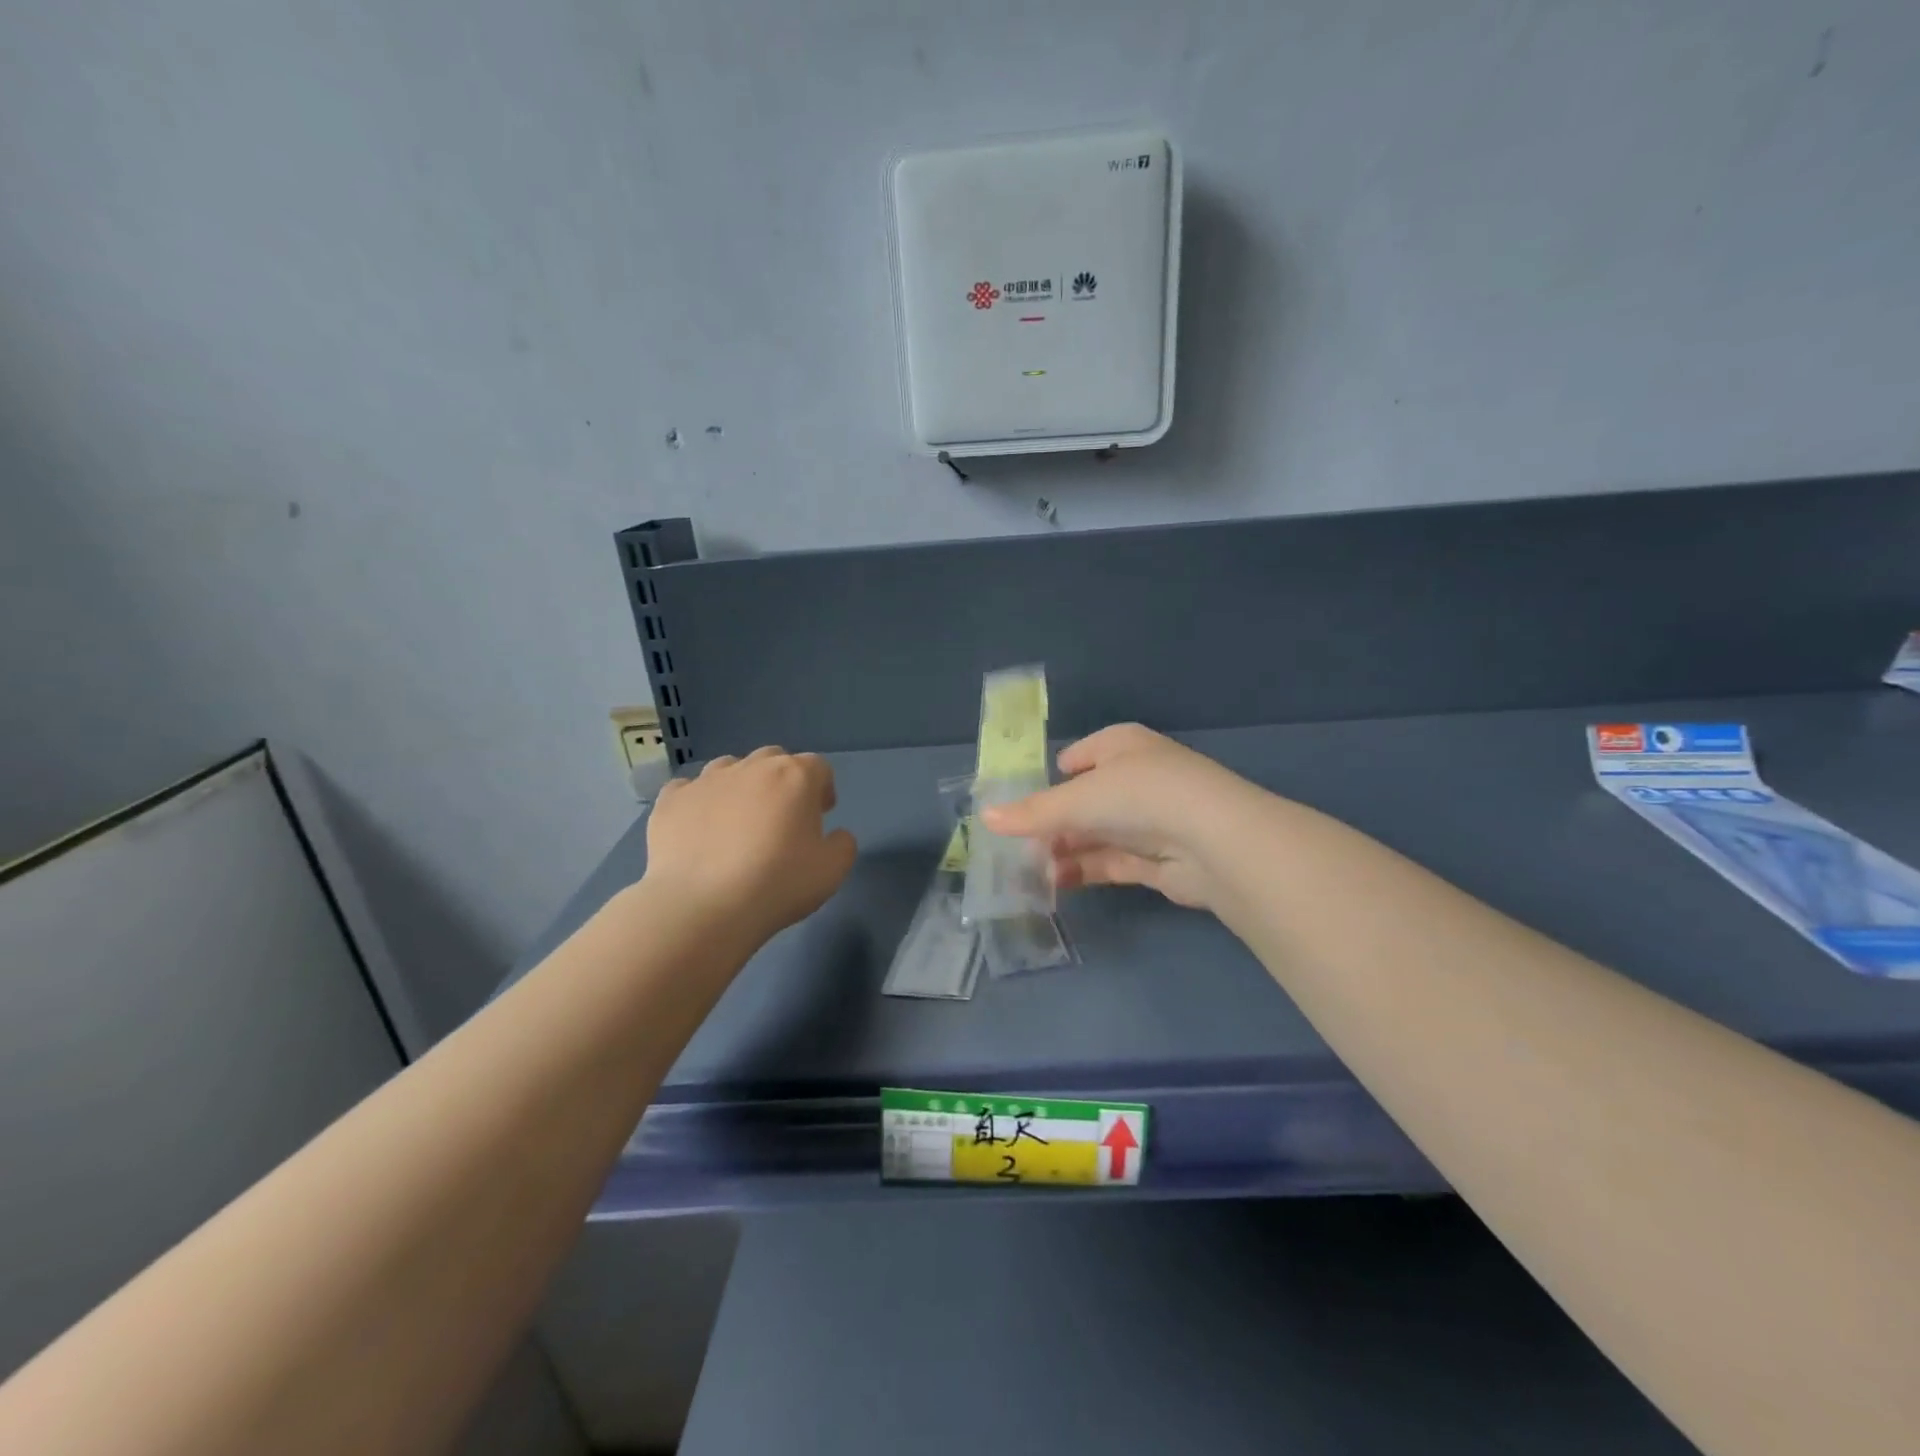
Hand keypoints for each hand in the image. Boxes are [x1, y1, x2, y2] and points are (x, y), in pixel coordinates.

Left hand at [644, 747, 857, 943]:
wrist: (702, 905)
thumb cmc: (777, 883)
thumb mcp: (832, 871)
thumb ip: (842, 845)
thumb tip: (835, 835)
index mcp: (795, 776)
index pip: (818, 767)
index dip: (822, 789)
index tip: (821, 816)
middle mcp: (751, 767)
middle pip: (774, 759)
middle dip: (782, 781)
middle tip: (781, 818)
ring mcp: (707, 780)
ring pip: (730, 768)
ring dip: (740, 786)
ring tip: (737, 822)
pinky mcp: (671, 800)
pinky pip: (688, 789)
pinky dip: (698, 802)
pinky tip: (698, 829)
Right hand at [979, 723, 1259, 911]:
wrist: (1214, 840)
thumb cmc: (1139, 796)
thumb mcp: (1077, 798)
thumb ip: (1032, 812)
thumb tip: (985, 818)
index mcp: (1121, 746)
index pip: (1079, 756)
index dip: (1050, 777)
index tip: (1019, 804)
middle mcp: (1137, 778)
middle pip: (1084, 800)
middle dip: (1052, 823)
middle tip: (1016, 847)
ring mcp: (1150, 820)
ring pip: (1096, 834)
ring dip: (1064, 851)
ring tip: (1029, 872)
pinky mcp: (1158, 859)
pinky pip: (1112, 862)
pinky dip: (1084, 870)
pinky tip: (1056, 884)